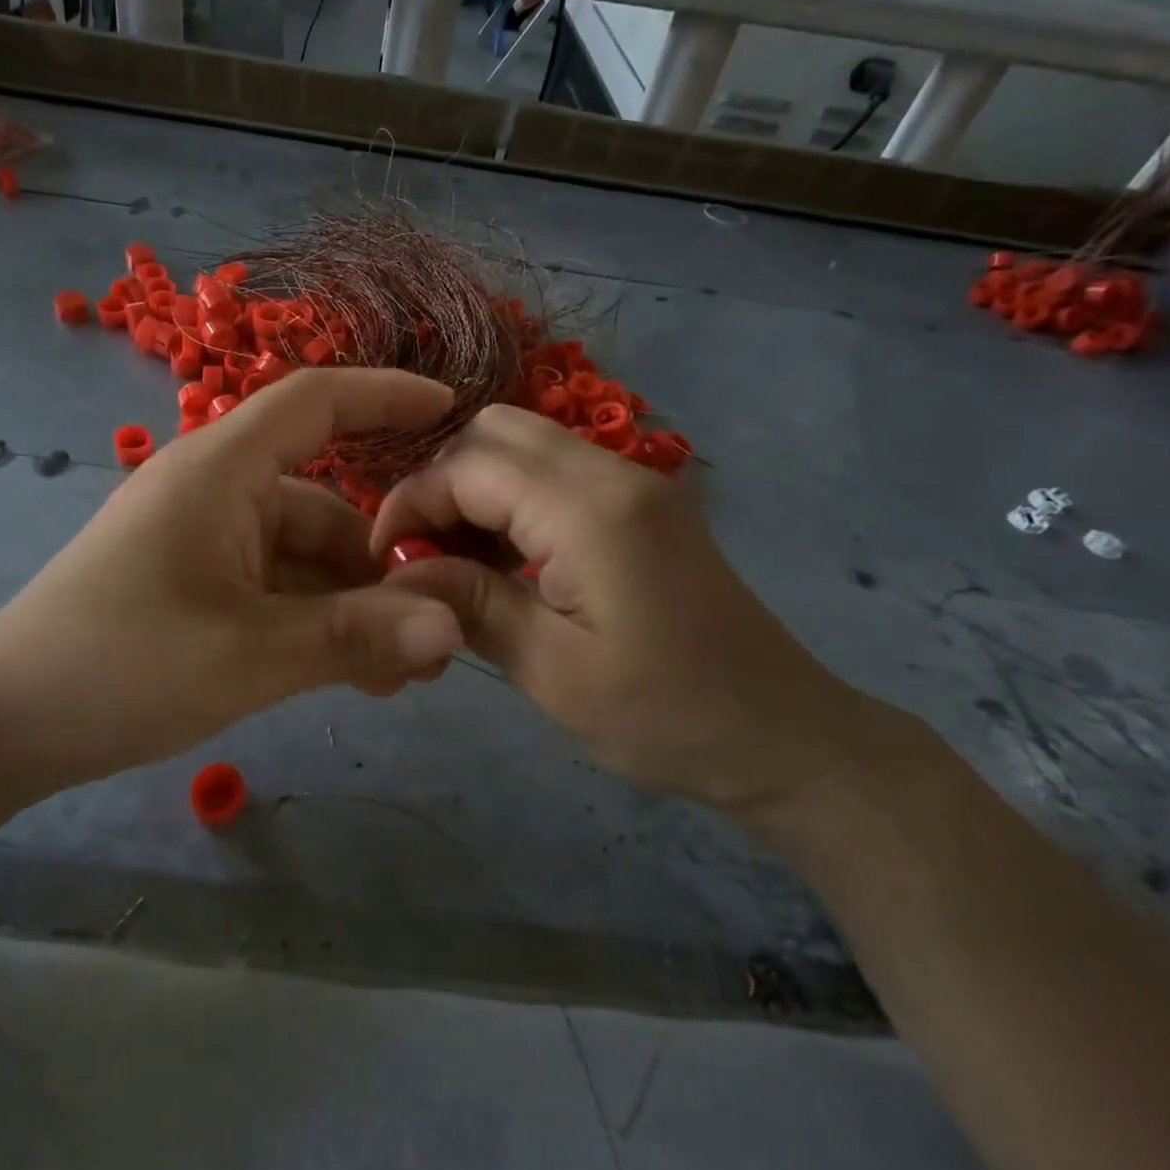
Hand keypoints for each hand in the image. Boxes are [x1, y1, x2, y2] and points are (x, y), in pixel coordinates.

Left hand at [0, 370, 465, 783]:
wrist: (4, 725)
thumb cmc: (119, 666)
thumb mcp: (248, 654)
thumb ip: (355, 638)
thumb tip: (454, 628)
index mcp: (221, 470)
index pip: (315, 401)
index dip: (385, 394)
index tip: (453, 410)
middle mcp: (217, 493)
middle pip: (325, 508)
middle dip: (382, 568)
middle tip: (436, 632)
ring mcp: (206, 543)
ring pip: (306, 561)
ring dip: (354, 610)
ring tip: (399, 675)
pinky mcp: (198, 588)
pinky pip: (277, 591)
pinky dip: (317, 624)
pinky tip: (353, 676)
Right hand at [371, 406, 867, 813]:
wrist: (784, 738)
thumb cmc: (667, 717)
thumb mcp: (553, 673)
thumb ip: (470, 604)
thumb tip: (398, 571)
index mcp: (590, 511)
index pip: (469, 467)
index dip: (411, 503)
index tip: (385, 560)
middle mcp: (613, 473)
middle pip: (496, 431)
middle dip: (441, 484)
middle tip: (424, 554)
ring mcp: (634, 483)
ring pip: (524, 445)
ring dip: (475, 490)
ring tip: (458, 563)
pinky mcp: (642, 504)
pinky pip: (555, 473)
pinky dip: (512, 501)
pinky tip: (505, 561)